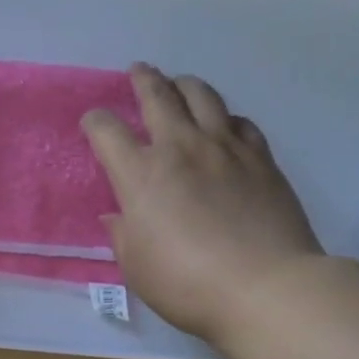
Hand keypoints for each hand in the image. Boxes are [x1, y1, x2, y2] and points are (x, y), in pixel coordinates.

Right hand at [83, 64, 322, 344]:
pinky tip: (225, 125)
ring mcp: (225, 148)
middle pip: (158, 96)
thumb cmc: (186, 283)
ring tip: (180, 84)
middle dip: (143, 79)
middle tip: (138, 71)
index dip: (95, 121)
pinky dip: (226, 118)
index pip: (107, 131)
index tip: (93, 123)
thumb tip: (118, 216)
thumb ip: (123, 234)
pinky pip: (240, 122)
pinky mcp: (261, 159)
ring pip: (203, 96)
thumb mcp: (136, 267)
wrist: (265, 287)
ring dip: (185, 85)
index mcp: (141, 174)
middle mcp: (180, 148)